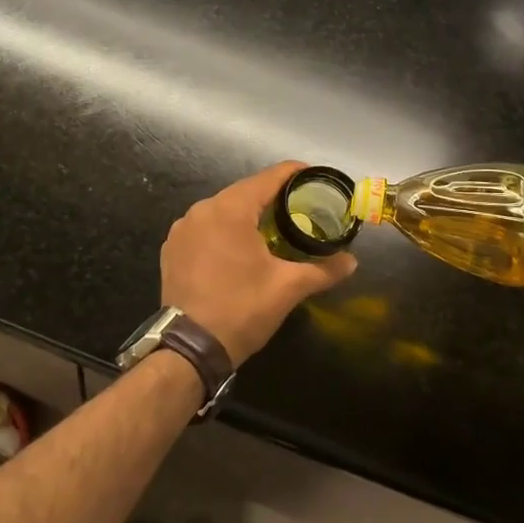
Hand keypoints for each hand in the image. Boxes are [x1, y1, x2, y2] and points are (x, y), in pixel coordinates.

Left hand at [160, 161, 357, 365]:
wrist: (189, 348)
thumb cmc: (242, 309)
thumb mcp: (288, 288)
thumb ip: (323, 270)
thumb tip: (352, 262)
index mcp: (230, 209)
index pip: (268, 178)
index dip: (293, 174)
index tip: (314, 177)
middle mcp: (202, 209)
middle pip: (244, 192)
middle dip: (271, 197)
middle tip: (299, 207)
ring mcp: (182, 229)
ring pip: (222, 210)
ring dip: (246, 214)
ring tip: (272, 227)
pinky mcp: (172, 248)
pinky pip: (204, 228)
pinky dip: (224, 230)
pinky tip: (238, 247)